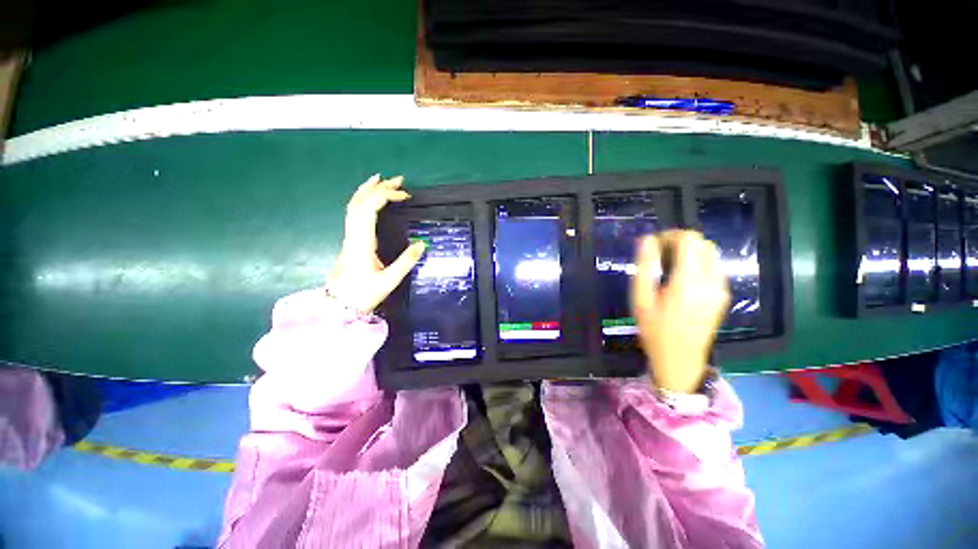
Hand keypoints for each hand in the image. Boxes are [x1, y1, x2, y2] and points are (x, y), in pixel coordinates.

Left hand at [328, 174, 425, 312]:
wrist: (339, 305)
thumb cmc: (364, 294)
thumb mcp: (389, 280)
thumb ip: (407, 261)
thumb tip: (422, 244)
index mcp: (362, 242)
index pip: (369, 208)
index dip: (385, 196)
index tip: (404, 195)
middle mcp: (352, 235)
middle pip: (360, 202)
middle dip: (379, 187)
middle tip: (398, 180)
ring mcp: (349, 236)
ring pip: (354, 206)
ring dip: (368, 191)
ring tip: (381, 180)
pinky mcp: (350, 240)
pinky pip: (353, 213)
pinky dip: (362, 201)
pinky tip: (370, 200)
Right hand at [631, 231, 729, 393]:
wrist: (680, 360)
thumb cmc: (654, 330)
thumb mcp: (641, 299)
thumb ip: (645, 267)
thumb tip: (647, 240)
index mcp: (689, 281)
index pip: (688, 241)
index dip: (669, 236)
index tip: (653, 245)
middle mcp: (711, 281)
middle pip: (702, 243)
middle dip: (679, 241)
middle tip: (658, 254)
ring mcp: (720, 288)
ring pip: (710, 253)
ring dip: (689, 251)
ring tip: (667, 265)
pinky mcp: (722, 295)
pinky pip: (713, 266)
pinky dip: (697, 262)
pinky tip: (680, 277)